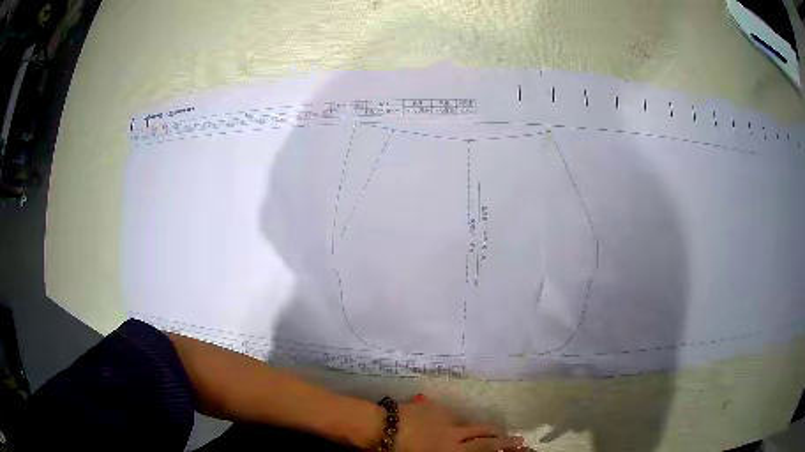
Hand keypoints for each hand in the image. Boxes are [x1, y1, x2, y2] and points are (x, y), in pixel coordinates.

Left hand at [394, 396, 523, 451]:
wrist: (377, 426)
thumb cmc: (398, 451)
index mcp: (452, 449)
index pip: (486, 448)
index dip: (505, 446)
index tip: (520, 444)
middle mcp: (454, 433)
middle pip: (485, 432)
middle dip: (502, 436)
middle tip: (515, 438)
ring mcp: (444, 417)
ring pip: (469, 422)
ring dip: (479, 429)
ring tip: (488, 433)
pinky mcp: (433, 406)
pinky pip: (450, 415)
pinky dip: (455, 421)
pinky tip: (449, 425)